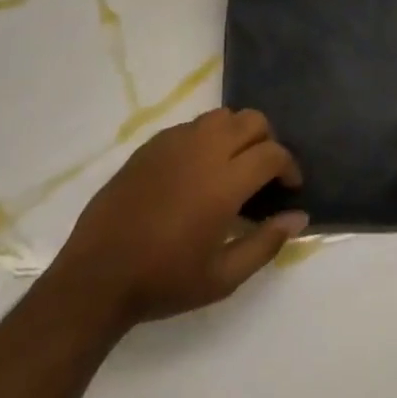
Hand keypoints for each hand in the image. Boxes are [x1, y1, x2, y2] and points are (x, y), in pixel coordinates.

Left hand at [47, 110, 307, 331]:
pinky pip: (192, 125)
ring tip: (233, 166)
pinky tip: (198, 170)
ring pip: (222, 116)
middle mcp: (203, 151)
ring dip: (237, 134)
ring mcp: (174, 142)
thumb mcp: (223, 278)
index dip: (289, 166)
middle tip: (264, 174)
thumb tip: (298, 217)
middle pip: (251, 120)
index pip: (272, 153)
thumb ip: (266, 243)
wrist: (98, 275)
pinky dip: (207, 138)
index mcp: (224, 182)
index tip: (289, 187)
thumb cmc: (164, 281)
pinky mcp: (152, 144)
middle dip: (267, 141)